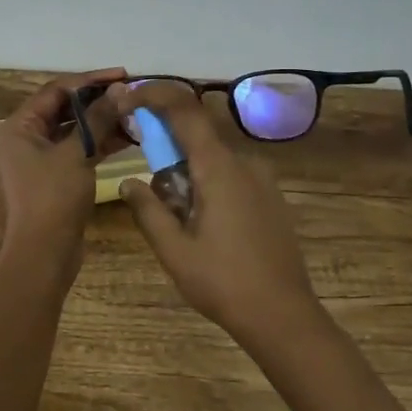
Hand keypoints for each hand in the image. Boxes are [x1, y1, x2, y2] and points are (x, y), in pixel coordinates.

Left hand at [0, 68, 129, 272]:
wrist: (41, 256)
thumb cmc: (52, 199)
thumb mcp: (76, 154)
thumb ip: (97, 119)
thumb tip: (119, 91)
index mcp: (17, 127)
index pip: (56, 91)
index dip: (90, 81)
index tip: (121, 76)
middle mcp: (22, 139)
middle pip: (63, 109)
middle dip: (97, 102)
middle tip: (130, 95)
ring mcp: (36, 161)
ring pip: (71, 132)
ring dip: (100, 123)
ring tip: (134, 116)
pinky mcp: (51, 179)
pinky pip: (74, 152)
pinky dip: (96, 144)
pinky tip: (127, 139)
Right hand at [117, 82, 324, 349]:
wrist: (283, 315)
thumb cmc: (223, 282)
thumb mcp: (174, 250)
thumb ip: (148, 209)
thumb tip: (128, 181)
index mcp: (218, 167)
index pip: (185, 110)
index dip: (155, 95)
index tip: (129, 98)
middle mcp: (244, 162)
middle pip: (197, 134)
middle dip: (166, 146)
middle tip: (148, 181)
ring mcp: (262, 179)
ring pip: (213, 158)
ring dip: (187, 170)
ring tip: (177, 217)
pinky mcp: (270, 196)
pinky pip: (231, 174)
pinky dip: (207, 181)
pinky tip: (204, 222)